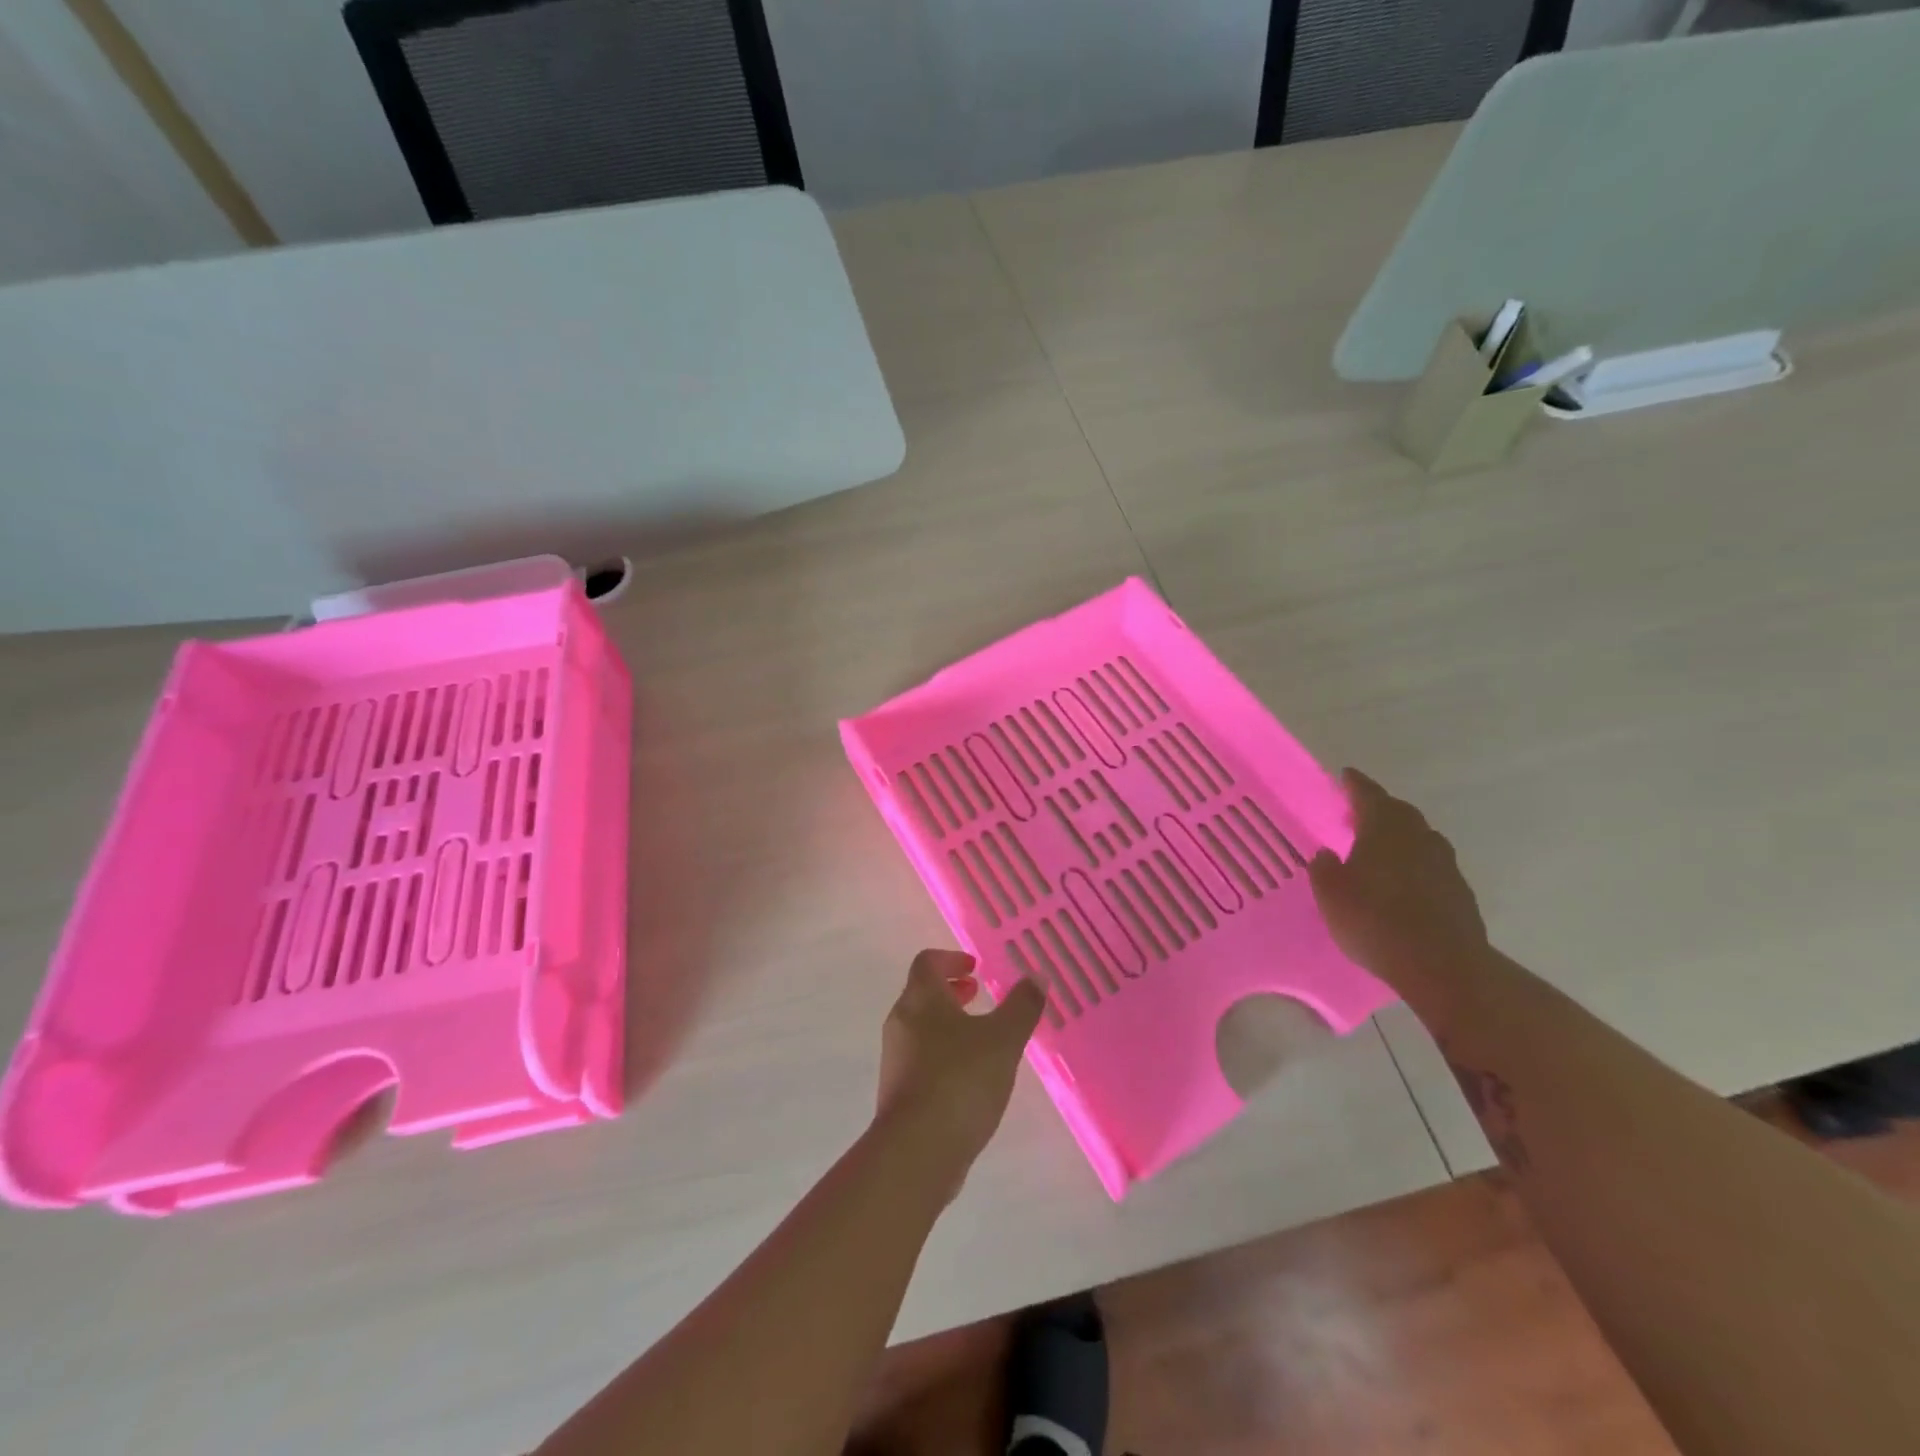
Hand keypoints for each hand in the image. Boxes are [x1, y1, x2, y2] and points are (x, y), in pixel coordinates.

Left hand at [876, 950, 1044, 1175]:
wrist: (917, 1150)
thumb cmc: (960, 1080)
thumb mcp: (1003, 1040)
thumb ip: (1022, 1006)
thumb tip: (1036, 976)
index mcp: (921, 999)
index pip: (927, 962)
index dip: (951, 959)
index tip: (975, 967)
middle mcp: (901, 1022)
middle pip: (922, 993)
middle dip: (951, 991)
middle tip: (978, 996)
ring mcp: (895, 1058)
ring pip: (921, 1027)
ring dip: (948, 1023)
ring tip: (981, 1039)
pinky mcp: (898, 1091)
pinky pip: (920, 1058)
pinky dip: (942, 1053)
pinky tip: (969, 1077)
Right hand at [1307, 769, 1488, 990]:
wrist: (1441, 965)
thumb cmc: (1374, 920)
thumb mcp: (1330, 893)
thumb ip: (1325, 868)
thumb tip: (1328, 854)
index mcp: (1384, 828)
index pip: (1369, 795)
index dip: (1355, 785)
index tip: (1346, 775)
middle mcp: (1418, 837)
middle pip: (1399, 813)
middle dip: (1379, 810)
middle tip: (1357, 815)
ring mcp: (1444, 865)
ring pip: (1419, 838)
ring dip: (1400, 837)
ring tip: (1380, 849)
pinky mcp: (1459, 893)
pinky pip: (1431, 866)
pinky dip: (1415, 865)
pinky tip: (1402, 883)